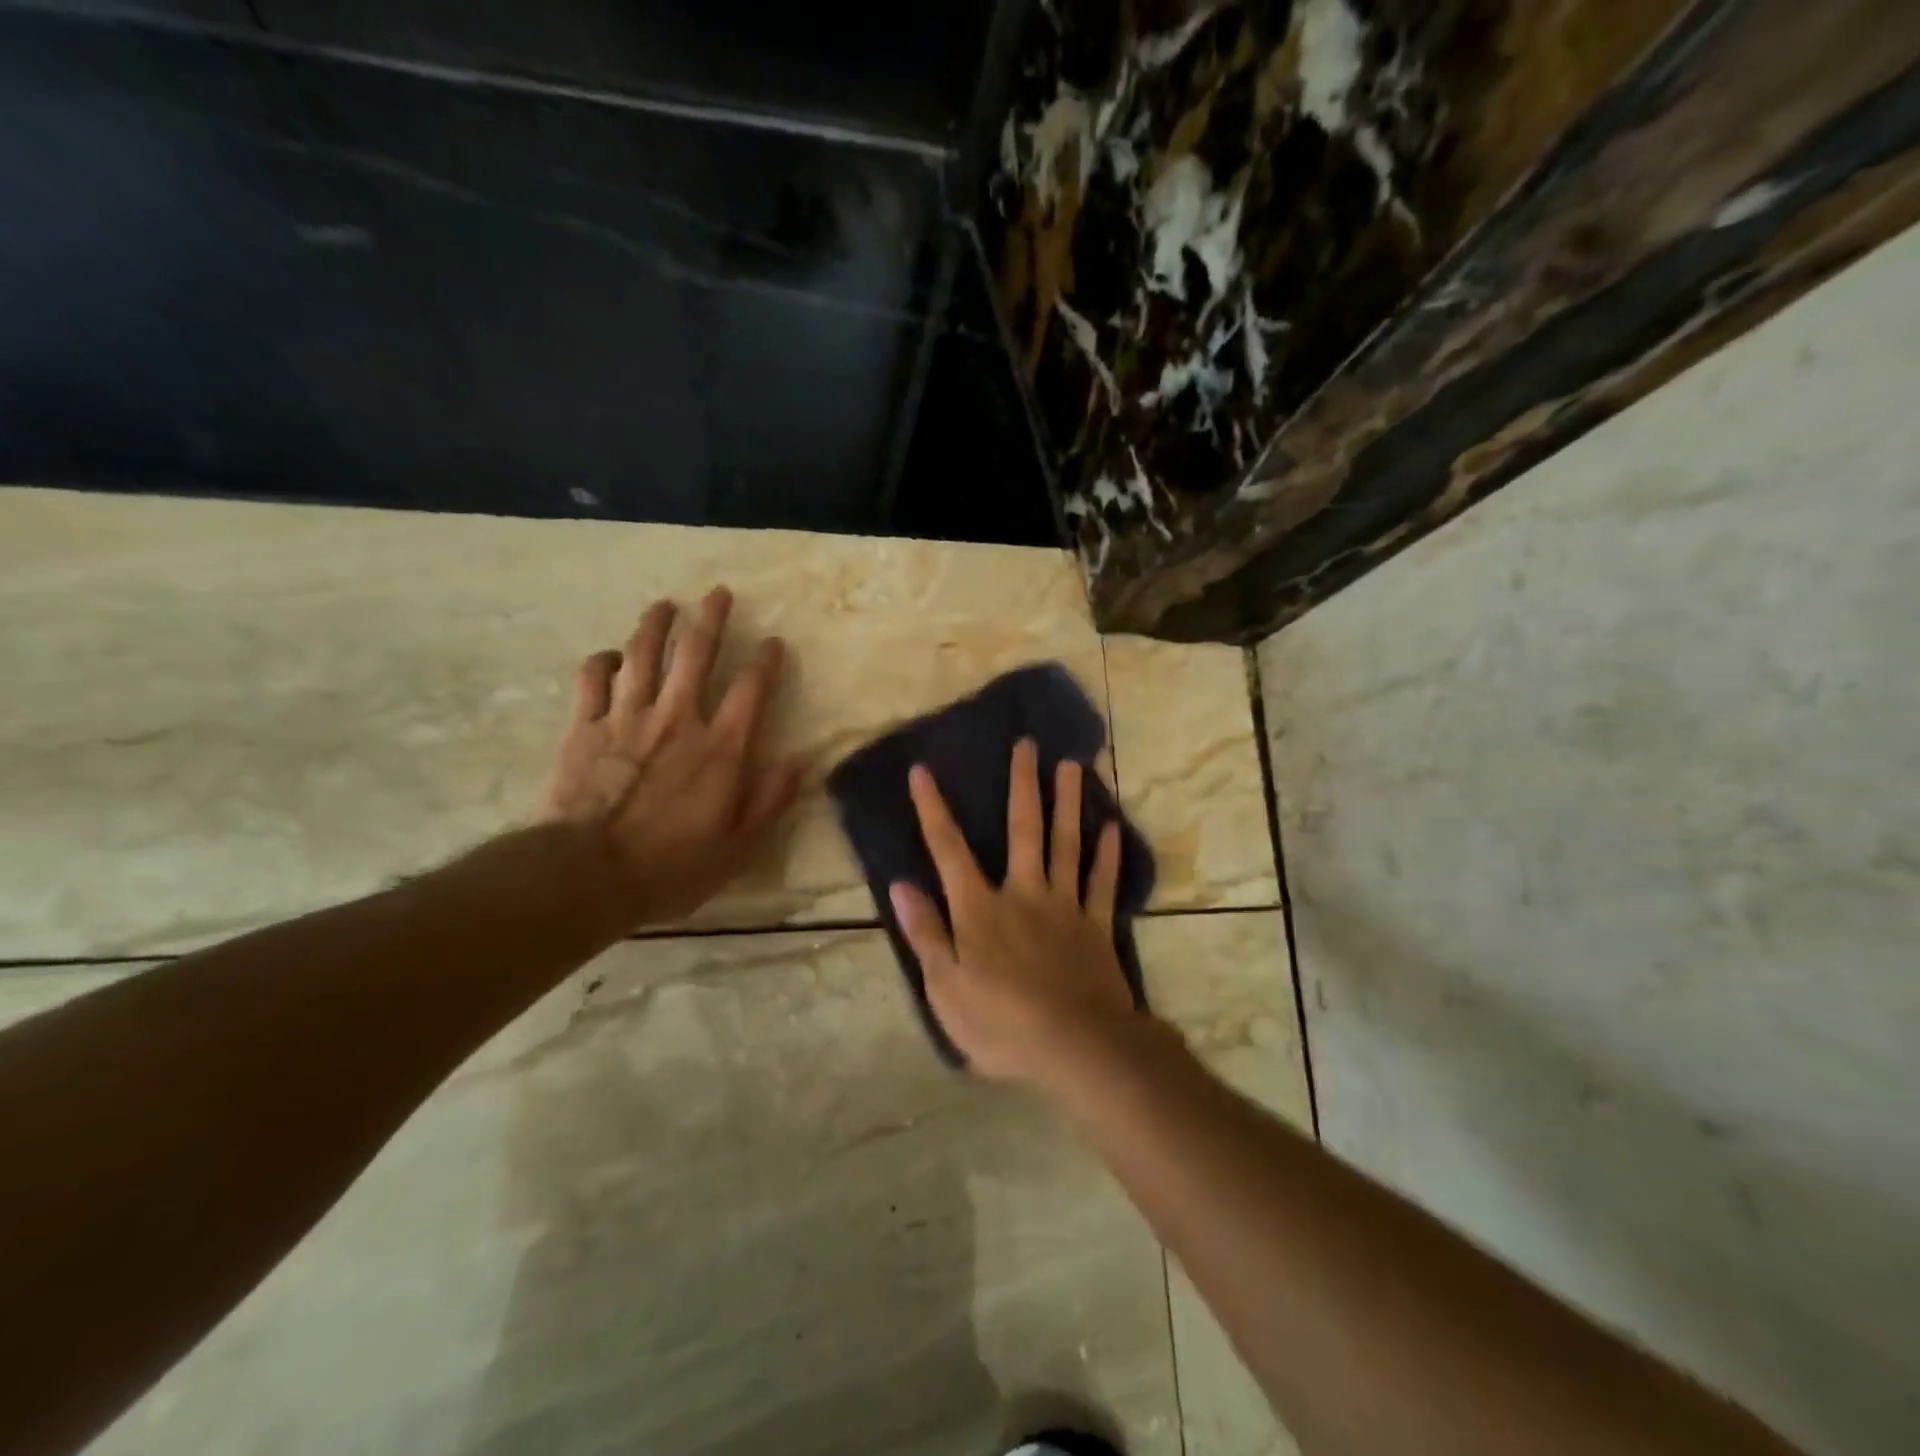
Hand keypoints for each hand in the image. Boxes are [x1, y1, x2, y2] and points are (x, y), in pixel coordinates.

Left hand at [541, 586, 803, 928]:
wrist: (587, 874)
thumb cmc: (671, 866)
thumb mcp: (738, 847)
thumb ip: (770, 800)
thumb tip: (800, 762)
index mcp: (720, 748)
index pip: (751, 689)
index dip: (766, 661)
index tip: (773, 642)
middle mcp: (678, 719)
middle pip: (696, 654)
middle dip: (711, 619)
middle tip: (718, 593)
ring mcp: (627, 717)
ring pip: (643, 654)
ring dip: (656, 625)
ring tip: (665, 604)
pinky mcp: (585, 727)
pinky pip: (593, 679)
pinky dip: (604, 661)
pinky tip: (612, 656)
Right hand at [889, 738, 1137, 1082]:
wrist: (1077, 1047)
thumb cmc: (1002, 1024)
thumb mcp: (946, 988)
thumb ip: (926, 934)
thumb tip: (900, 885)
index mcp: (980, 909)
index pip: (949, 851)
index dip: (933, 810)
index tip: (923, 771)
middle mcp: (1023, 894)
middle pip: (1023, 830)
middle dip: (1022, 785)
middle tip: (1027, 744)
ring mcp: (1065, 906)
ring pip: (1066, 844)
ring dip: (1068, 803)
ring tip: (1072, 765)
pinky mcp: (1097, 926)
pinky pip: (1103, 883)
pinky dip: (1108, 855)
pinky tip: (1112, 826)